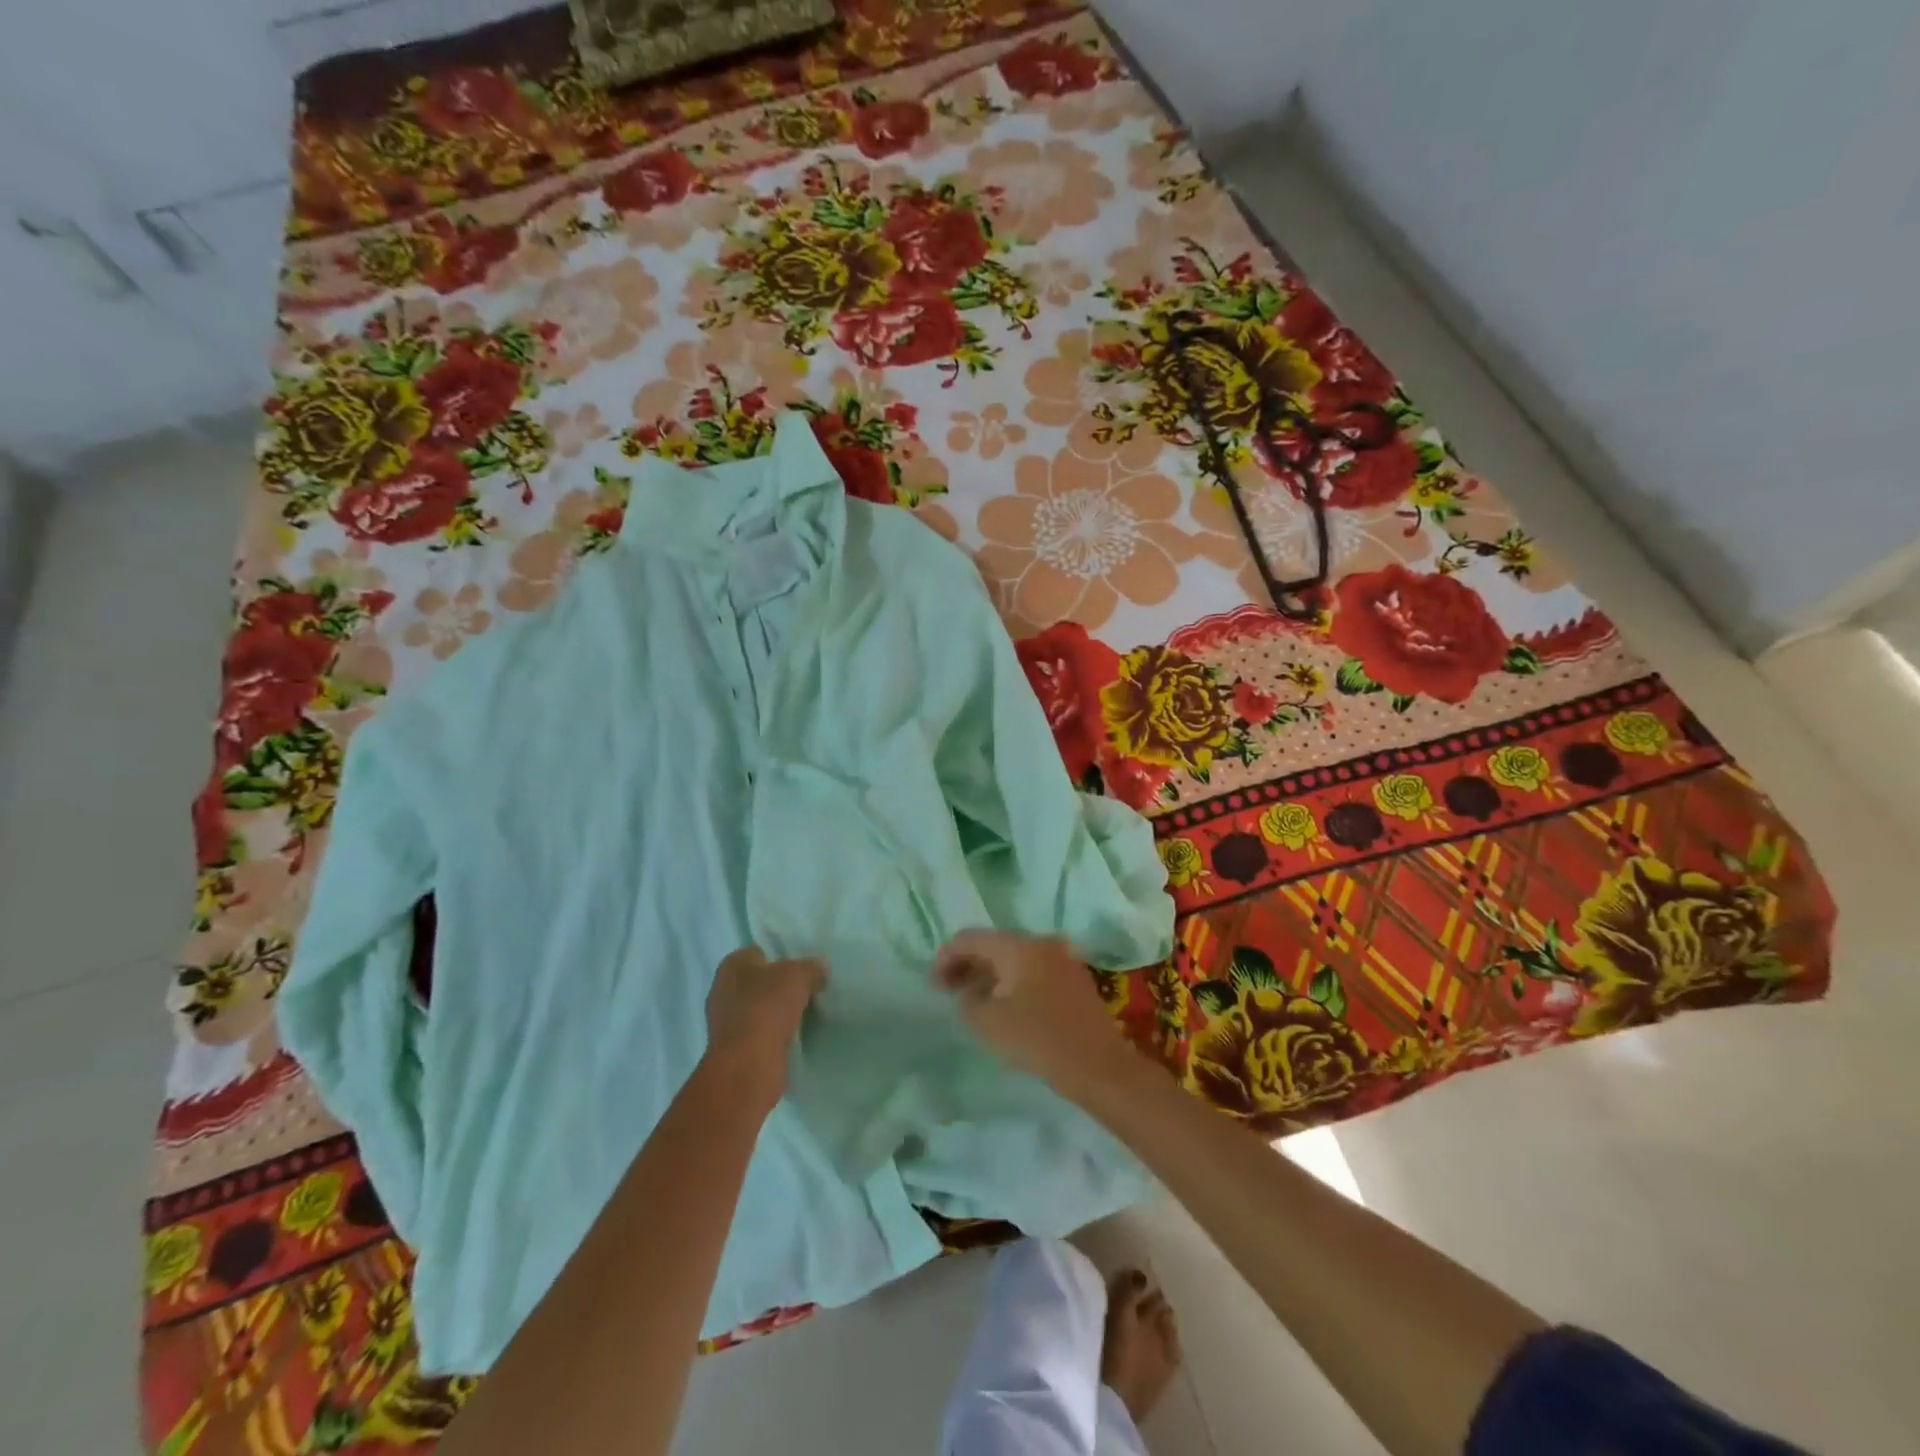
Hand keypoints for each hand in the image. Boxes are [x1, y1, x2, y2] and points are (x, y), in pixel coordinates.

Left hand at [703, 946, 826, 1106]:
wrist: (748, 1065)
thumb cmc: (767, 1007)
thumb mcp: (798, 976)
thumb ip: (811, 968)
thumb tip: (819, 969)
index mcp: (732, 965)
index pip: (759, 952)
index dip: (782, 957)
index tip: (804, 967)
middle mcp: (723, 990)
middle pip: (760, 981)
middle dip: (781, 986)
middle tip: (809, 989)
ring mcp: (726, 1022)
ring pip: (761, 1009)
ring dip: (779, 1012)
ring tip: (807, 1013)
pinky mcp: (735, 1049)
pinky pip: (761, 1033)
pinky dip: (776, 1034)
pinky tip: (795, 1036)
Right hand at [932, 930, 1134, 1095]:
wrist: (1098, 1067)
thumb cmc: (1038, 1039)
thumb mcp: (988, 1022)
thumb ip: (967, 999)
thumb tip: (966, 989)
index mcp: (1019, 945)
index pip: (970, 938)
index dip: (946, 958)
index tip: (932, 985)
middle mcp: (1042, 942)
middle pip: (994, 945)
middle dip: (968, 965)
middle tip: (947, 991)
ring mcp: (1063, 959)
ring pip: (1015, 959)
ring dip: (991, 976)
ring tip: (973, 1001)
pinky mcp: (1075, 980)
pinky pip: (1034, 972)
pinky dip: (1013, 983)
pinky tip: (1005, 1006)